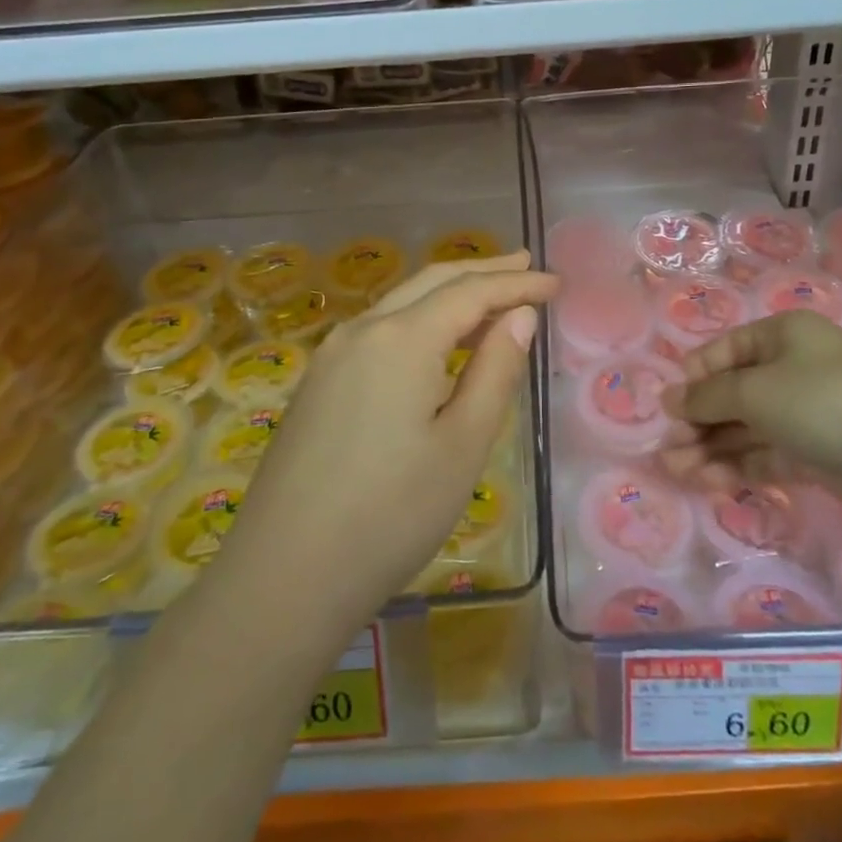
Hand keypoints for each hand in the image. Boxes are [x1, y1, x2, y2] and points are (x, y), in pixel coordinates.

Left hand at [224, 252, 558, 626]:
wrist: (284, 575)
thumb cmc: (391, 514)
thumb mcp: (463, 445)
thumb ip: (495, 371)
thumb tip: (519, 316)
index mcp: (402, 338)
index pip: (472, 292)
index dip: (518, 284)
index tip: (557, 283)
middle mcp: (362, 330)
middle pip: (431, 282)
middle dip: (482, 272)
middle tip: (525, 266)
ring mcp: (332, 355)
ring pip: (401, 302)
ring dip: (448, 293)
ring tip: (489, 296)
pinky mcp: (317, 383)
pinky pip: (378, 330)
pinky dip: (418, 318)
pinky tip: (435, 339)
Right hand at [665, 311, 841, 516]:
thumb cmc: (823, 399)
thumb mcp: (755, 390)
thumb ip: (707, 397)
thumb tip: (670, 399)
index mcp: (781, 336)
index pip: (724, 351)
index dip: (694, 377)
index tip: (668, 407)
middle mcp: (792, 369)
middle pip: (732, 393)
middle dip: (697, 420)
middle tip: (668, 448)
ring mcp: (805, 413)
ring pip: (746, 428)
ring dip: (710, 447)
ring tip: (676, 470)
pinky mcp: (816, 453)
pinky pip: (766, 454)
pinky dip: (738, 466)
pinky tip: (709, 480)